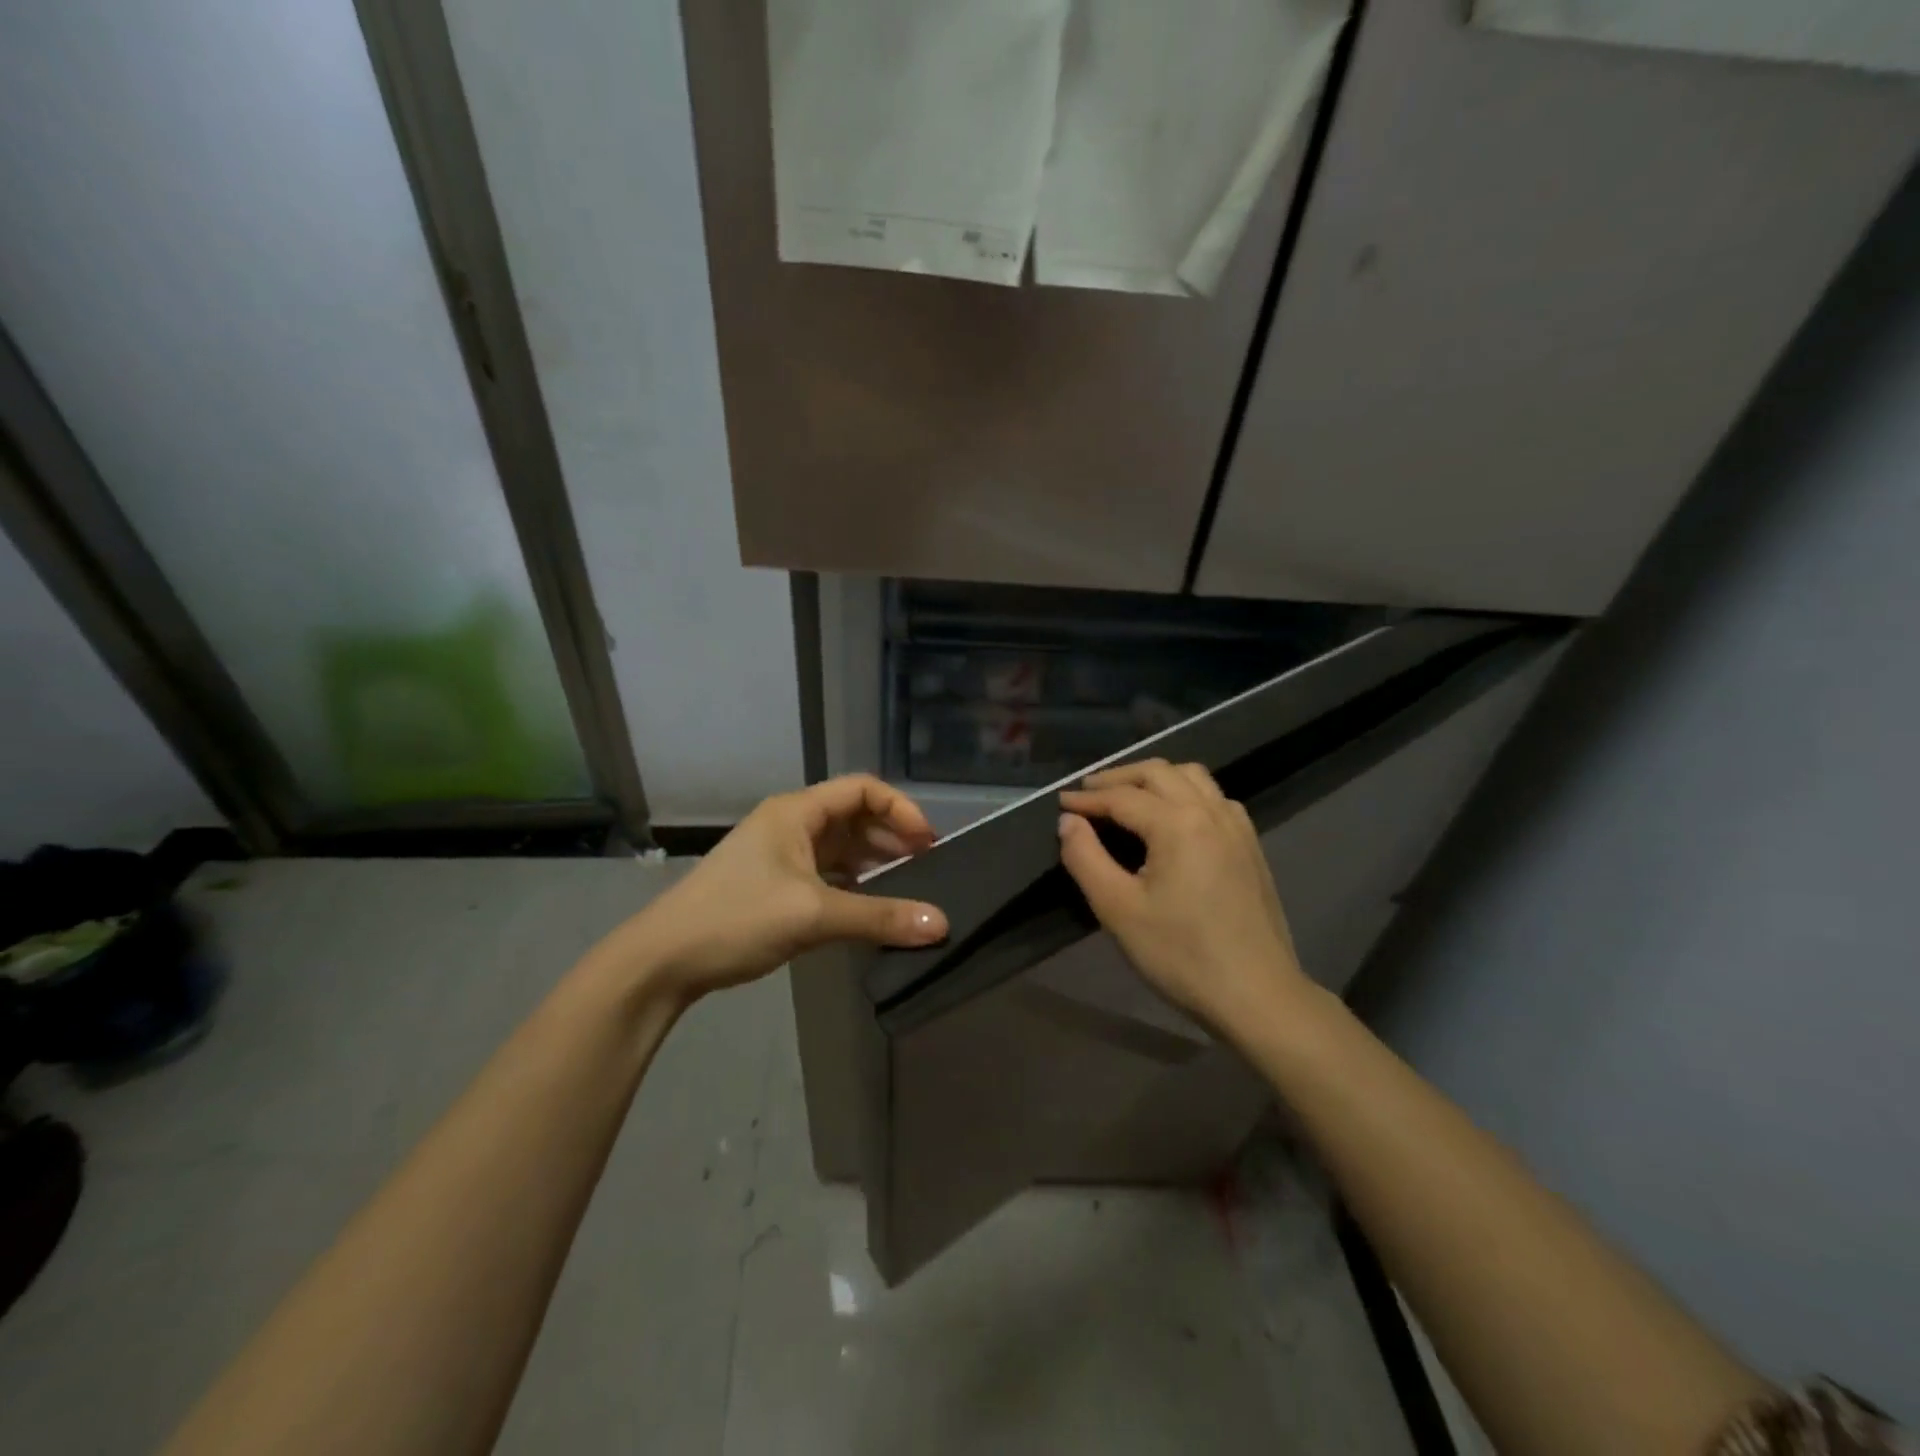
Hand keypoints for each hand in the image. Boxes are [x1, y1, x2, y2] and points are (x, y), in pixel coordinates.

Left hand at [603, 776, 948, 1005]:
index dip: (900, 809)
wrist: (663, 960)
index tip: (928, 843)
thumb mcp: (813, 915)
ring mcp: (781, 855)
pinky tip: (871, 905)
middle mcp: (790, 824)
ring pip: (841, 847)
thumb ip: (879, 917)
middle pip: (854, 817)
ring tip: (909, 886)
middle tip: (929, 866)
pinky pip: (827, 873)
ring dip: (875, 862)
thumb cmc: (737, 919)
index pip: (862, 789)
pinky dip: (853, 883)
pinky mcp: (775, 884)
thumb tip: (941, 925)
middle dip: (893, 837)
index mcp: (796, 812)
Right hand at [1059, 760, 1310, 1036]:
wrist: (1257, 995)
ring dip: (1155, 778)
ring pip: (1192, 777)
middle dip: (1119, 778)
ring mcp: (1237, 826)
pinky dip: (1186, 792)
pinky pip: (1215, 797)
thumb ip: (1086, 858)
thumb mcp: (1118, 909)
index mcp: (1178, 824)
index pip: (1122, 797)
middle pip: (1159, 773)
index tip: (1060, 804)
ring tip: (1128, 796)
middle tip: (1088, 792)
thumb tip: (1069, 822)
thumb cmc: (1181, 955)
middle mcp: (1210, 811)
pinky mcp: (1250, 845)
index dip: (1087, 799)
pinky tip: (1174, 817)